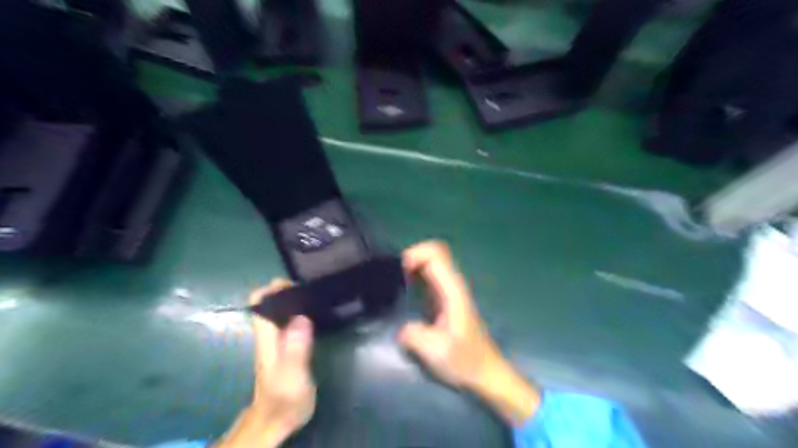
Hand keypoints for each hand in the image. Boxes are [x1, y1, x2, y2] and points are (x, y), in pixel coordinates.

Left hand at [220, 280, 320, 447]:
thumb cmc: (284, 398)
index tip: (294, 285)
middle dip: (287, 290)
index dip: (272, 289)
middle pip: (270, 303)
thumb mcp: (294, 375)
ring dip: (295, 300)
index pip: (259, 303)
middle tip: (312, 288)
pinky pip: (290, 322)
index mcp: (268, 337)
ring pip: (280, 311)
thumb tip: (301, 317)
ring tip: (317, 296)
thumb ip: (296, 348)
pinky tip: (316, 315)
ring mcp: (277, 341)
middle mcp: (269, 334)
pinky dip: (300, 313)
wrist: (277, 421)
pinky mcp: (286, 347)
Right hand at [399, 241, 541, 425]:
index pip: (435, 254)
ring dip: (411, 266)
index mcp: (452, 291)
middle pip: (432, 253)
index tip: (397, 272)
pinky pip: (428, 277)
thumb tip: (400, 328)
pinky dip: (413, 276)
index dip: (415, 254)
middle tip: (390, 277)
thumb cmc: (466, 362)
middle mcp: (451, 285)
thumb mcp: (438, 352)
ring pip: (430, 263)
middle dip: (410, 258)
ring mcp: (448, 291)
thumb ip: (415, 336)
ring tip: (392, 283)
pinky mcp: (443, 299)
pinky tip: (401, 292)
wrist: (485, 373)